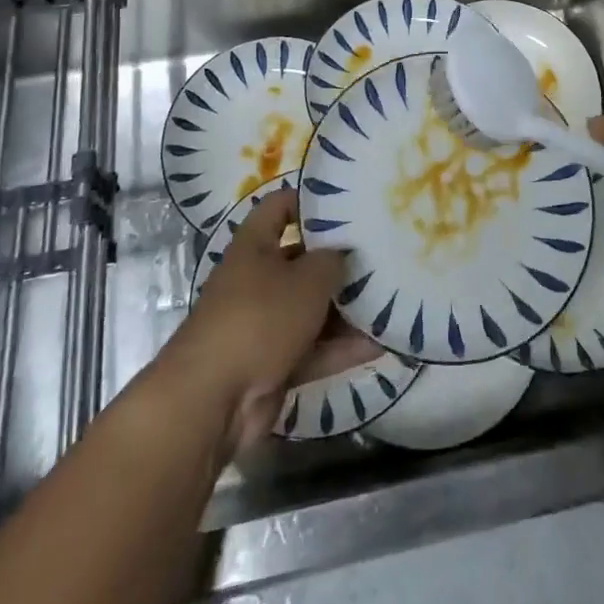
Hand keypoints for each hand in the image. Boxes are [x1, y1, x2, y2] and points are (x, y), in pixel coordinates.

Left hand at [160, 191, 381, 448]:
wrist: (213, 401)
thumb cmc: (260, 318)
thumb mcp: (307, 279)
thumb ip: (333, 260)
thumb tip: (346, 254)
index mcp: (254, 246)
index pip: (279, 207)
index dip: (309, 201)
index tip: (347, 204)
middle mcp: (256, 281)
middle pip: (302, 262)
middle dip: (339, 262)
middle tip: (381, 255)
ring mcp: (264, 325)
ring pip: (311, 309)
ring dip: (346, 310)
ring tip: (390, 301)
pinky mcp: (273, 366)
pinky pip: (314, 348)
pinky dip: (342, 348)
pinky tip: (380, 344)